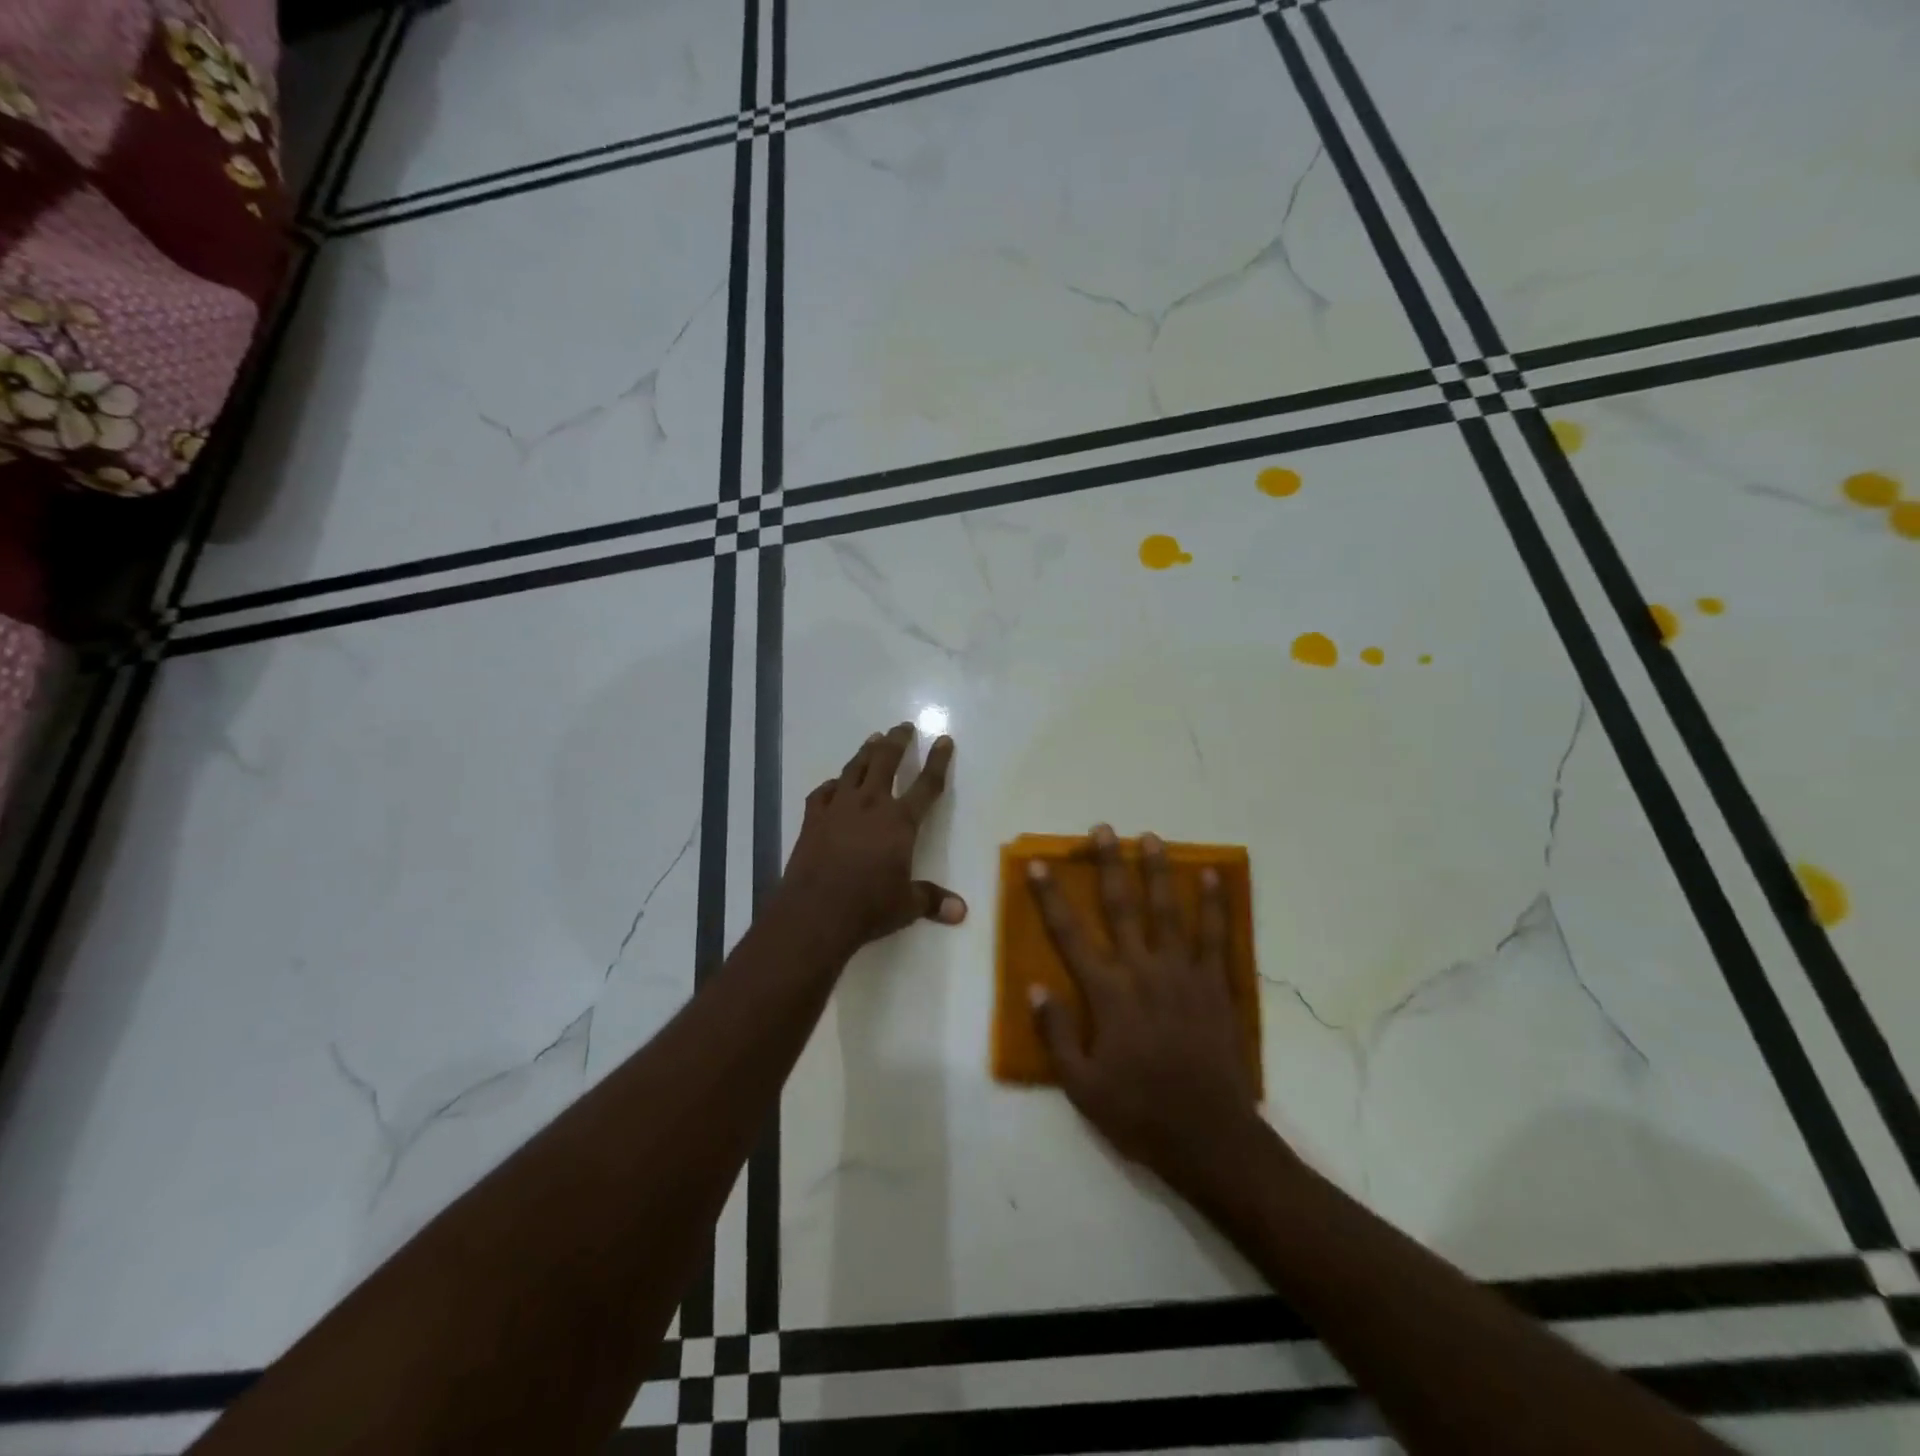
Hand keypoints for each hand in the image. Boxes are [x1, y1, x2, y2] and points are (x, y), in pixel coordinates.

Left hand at [779, 724, 965, 956]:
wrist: (814, 911)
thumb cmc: (868, 907)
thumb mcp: (906, 906)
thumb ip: (932, 900)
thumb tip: (961, 912)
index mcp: (900, 822)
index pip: (926, 785)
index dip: (938, 761)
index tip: (943, 740)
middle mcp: (870, 805)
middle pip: (885, 762)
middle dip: (897, 742)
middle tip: (903, 727)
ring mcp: (838, 809)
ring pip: (853, 769)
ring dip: (865, 752)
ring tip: (873, 739)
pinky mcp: (812, 819)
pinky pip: (822, 793)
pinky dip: (831, 785)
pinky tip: (834, 784)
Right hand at [1027, 826, 1264, 1196]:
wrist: (1209, 1137)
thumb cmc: (1138, 1111)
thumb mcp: (1081, 1085)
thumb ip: (1056, 1033)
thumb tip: (1034, 987)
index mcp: (1107, 993)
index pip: (1070, 934)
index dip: (1050, 897)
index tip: (1038, 865)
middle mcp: (1143, 971)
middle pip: (1121, 907)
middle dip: (1109, 865)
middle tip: (1103, 830)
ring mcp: (1183, 974)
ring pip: (1167, 911)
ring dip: (1157, 872)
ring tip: (1151, 838)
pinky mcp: (1215, 985)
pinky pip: (1215, 936)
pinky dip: (1214, 904)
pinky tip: (1212, 877)